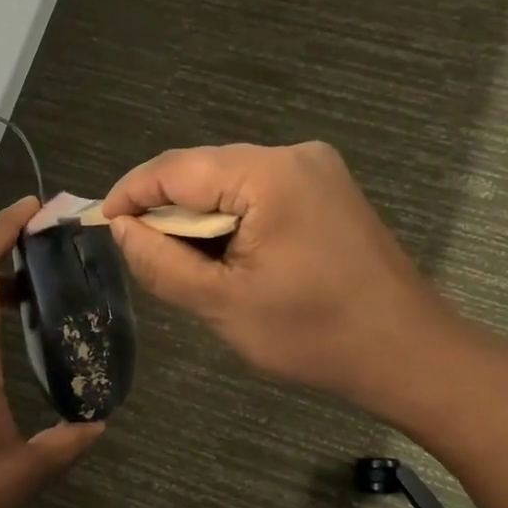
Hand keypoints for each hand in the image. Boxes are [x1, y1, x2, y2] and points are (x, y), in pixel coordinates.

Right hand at [102, 142, 468, 418]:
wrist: (407, 353)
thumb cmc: (312, 335)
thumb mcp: (222, 304)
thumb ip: (162, 262)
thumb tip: (122, 228)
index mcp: (269, 175)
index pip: (175, 168)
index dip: (131, 194)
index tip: (101, 224)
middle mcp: (294, 155)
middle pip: (202, 169)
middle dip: (166, 209)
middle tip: (142, 254)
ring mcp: (316, 169)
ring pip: (228, 181)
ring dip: (198, 216)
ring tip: (184, 263)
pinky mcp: (326, 190)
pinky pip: (257, 192)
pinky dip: (230, 219)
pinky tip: (227, 257)